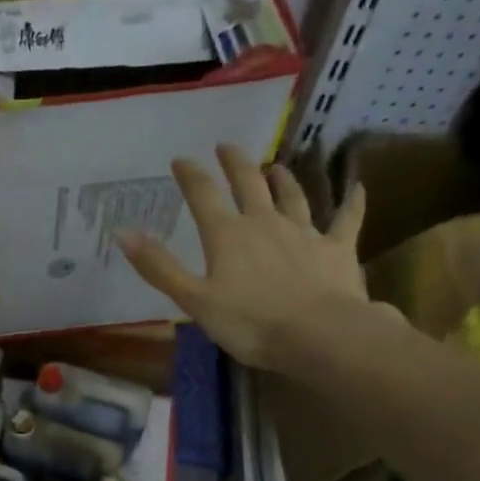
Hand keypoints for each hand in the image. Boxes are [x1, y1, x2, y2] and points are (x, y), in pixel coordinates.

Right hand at [116, 144, 379, 372]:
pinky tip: (356, 188)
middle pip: (248, 185)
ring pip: (292, 197)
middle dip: (235, 164)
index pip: (203, 196)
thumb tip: (123, 233)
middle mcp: (264, 223)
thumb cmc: (250, 322)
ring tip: (275, 166)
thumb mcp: (194, 300)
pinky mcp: (337, 248)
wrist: (320, 334)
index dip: (190, 175)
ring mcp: (304, 233)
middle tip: (227, 146)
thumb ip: (160, 267)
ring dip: (282, 179)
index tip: (180, 159)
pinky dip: (351, 202)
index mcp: (227, 236)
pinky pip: (346, 219)